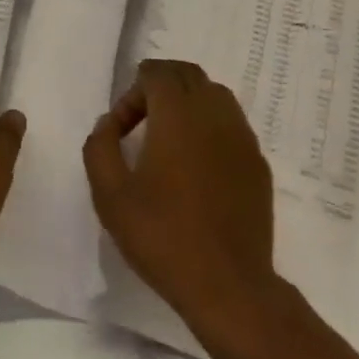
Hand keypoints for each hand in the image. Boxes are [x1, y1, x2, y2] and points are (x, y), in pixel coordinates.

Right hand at [83, 59, 276, 333]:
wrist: (228, 285)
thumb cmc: (163, 237)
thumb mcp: (111, 196)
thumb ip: (100, 147)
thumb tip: (107, 123)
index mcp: (178, 112)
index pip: (156, 72)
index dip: (133, 91)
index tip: (121, 130)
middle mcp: (213, 111)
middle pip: (187, 73)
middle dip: (161, 85)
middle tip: (142, 119)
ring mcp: (241, 134)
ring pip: (214, 93)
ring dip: (189, 102)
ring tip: (170, 137)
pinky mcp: (257, 161)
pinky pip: (232, 123)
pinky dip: (212, 126)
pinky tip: (199, 164)